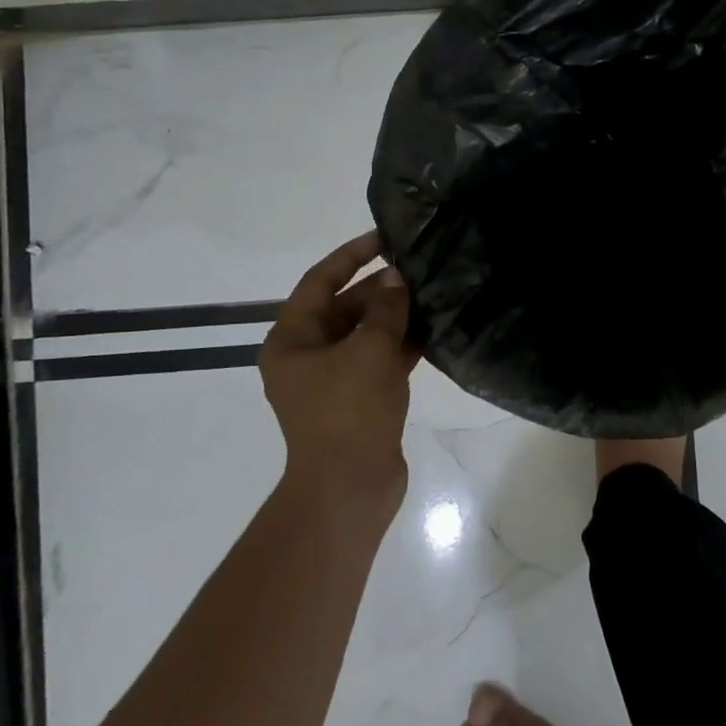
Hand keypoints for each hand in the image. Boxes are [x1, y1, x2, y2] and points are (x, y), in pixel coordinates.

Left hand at [260, 230, 418, 505]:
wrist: (350, 488)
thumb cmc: (349, 411)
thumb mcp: (369, 350)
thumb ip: (384, 308)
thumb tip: (395, 278)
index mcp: (292, 340)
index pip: (319, 281)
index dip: (351, 255)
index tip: (384, 237)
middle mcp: (307, 356)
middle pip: (343, 307)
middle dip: (380, 288)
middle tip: (418, 269)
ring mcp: (333, 380)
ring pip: (364, 334)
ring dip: (394, 316)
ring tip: (431, 293)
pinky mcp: (357, 399)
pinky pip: (379, 359)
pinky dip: (401, 345)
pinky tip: (434, 329)